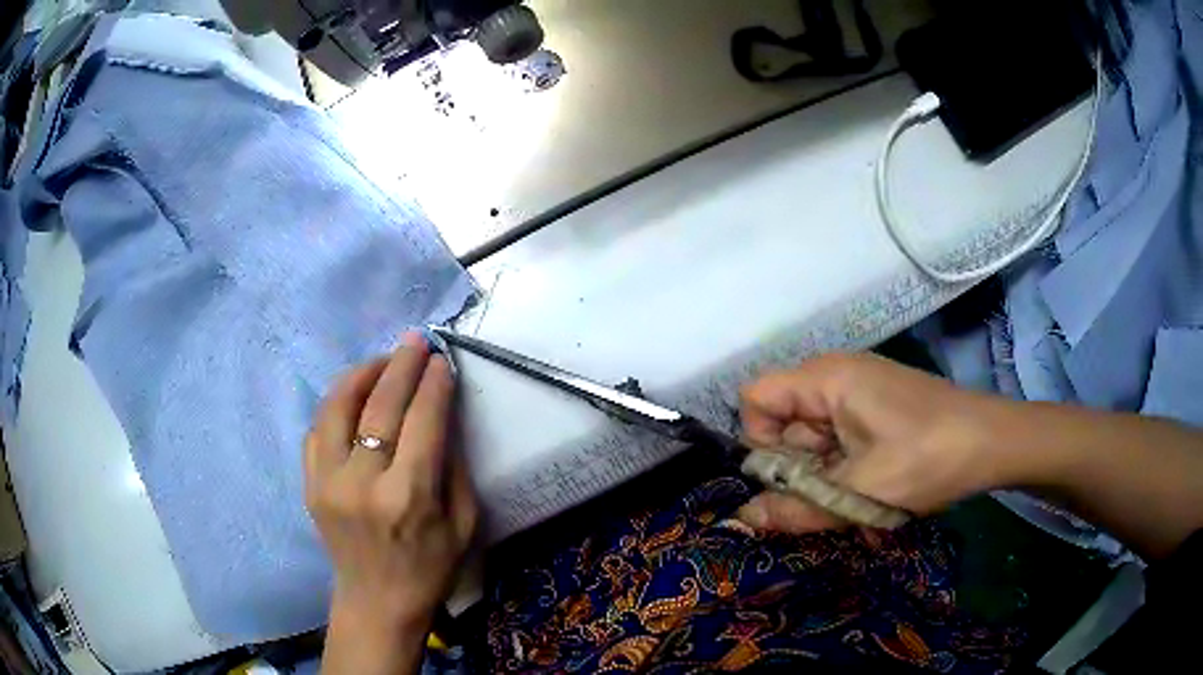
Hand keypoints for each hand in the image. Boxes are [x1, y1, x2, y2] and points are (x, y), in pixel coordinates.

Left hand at [306, 332, 476, 673]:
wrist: (377, 602)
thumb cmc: (430, 568)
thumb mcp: (464, 524)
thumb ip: (454, 465)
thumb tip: (443, 412)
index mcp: (408, 497)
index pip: (422, 421)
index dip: (433, 384)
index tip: (441, 360)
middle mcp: (362, 482)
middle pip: (380, 405)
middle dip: (402, 365)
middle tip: (416, 340)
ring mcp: (327, 481)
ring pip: (337, 406)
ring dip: (362, 375)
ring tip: (382, 362)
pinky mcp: (309, 484)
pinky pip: (317, 428)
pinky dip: (336, 403)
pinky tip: (354, 396)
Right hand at [736, 353, 1010, 533]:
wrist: (993, 443)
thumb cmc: (928, 458)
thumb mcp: (860, 492)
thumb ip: (796, 508)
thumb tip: (740, 519)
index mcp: (827, 379)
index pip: (756, 399)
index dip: (758, 442)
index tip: (790, 481)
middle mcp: (837, 376)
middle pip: (785, 422)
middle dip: (799, 470)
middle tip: (831, 500)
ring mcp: (860, 393)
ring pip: (815, 439)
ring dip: (825, 477)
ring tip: (859, 502)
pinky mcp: (878, 410)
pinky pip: (841, 441)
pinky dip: (846, 472)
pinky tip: (873, 493)